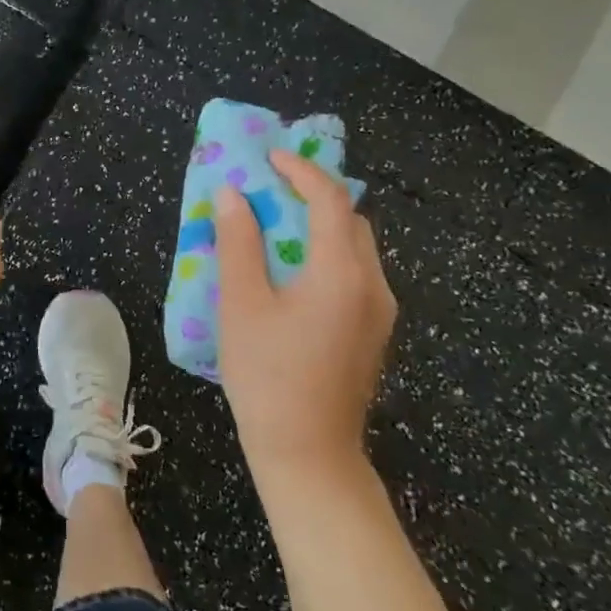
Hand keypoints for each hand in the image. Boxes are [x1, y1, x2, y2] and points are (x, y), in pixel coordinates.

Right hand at [213, 149, 395, 488]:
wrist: (307, 453)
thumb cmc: (267, 375)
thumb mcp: (241, 304)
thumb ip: (238, 243)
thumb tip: (231, 194)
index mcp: (342, 273)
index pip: (329, 200)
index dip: (299, 170)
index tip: (267, 157)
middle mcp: (372, 285)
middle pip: (350, 220)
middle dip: (311, 195)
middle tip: (267, 190)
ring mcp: (379, 312)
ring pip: (355, 248)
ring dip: (318, 226)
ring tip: (273, 226)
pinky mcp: (372, 333)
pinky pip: (353, 274)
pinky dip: (324, 254)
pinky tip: (289, 272)